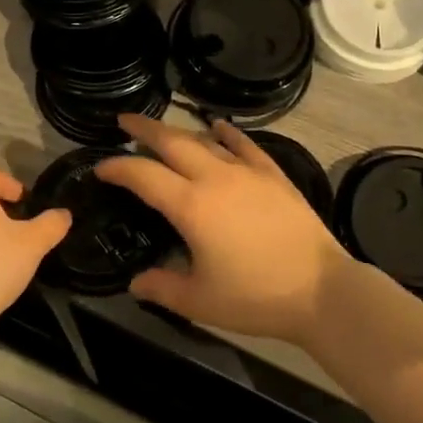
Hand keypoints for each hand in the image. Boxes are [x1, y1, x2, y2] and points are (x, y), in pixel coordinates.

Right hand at [95, 116, 356, 346]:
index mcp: (190, 206)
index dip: (117, 167)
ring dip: (180, 132)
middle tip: (124, 121)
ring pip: (205, 140)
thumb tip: (136, 283)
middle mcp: (215, 178)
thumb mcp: (199, 301)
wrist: (321, 290)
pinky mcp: (273, 175)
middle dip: (144, 129)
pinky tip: (218, 126)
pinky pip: (245, 144)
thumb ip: (162, 287)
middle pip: (172, 142)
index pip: (143, 175)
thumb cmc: (255, 297)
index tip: (100, 167)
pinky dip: (227, 133)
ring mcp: (247, 172)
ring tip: (164, 132)